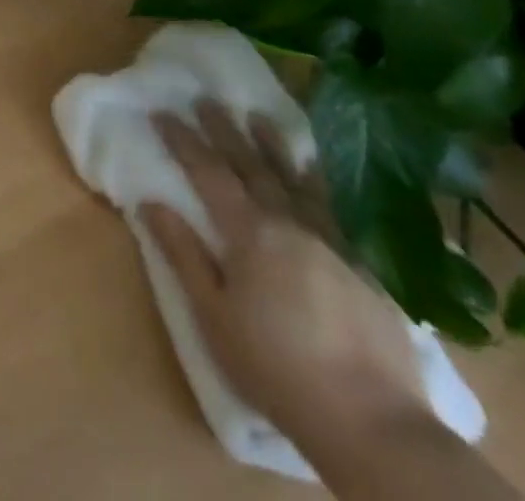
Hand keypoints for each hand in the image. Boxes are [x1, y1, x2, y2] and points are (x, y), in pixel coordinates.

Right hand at [138, 101, 426, 443]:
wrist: (373, 425)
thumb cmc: (277, 369)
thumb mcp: (213, 316)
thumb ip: (184, 255)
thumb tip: (150, 202)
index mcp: (250, 235)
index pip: (209, 174)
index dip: (183, 141)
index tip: (162, 111)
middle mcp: (290, 225)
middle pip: (251, 167)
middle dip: (225, 131)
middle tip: (206, 99)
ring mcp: (332, 243)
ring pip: (296, 181)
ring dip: (273, 146)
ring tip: (257, 116)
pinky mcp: (366, 268)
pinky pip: (341, 212)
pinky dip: (325, 184)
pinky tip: (320, 170)